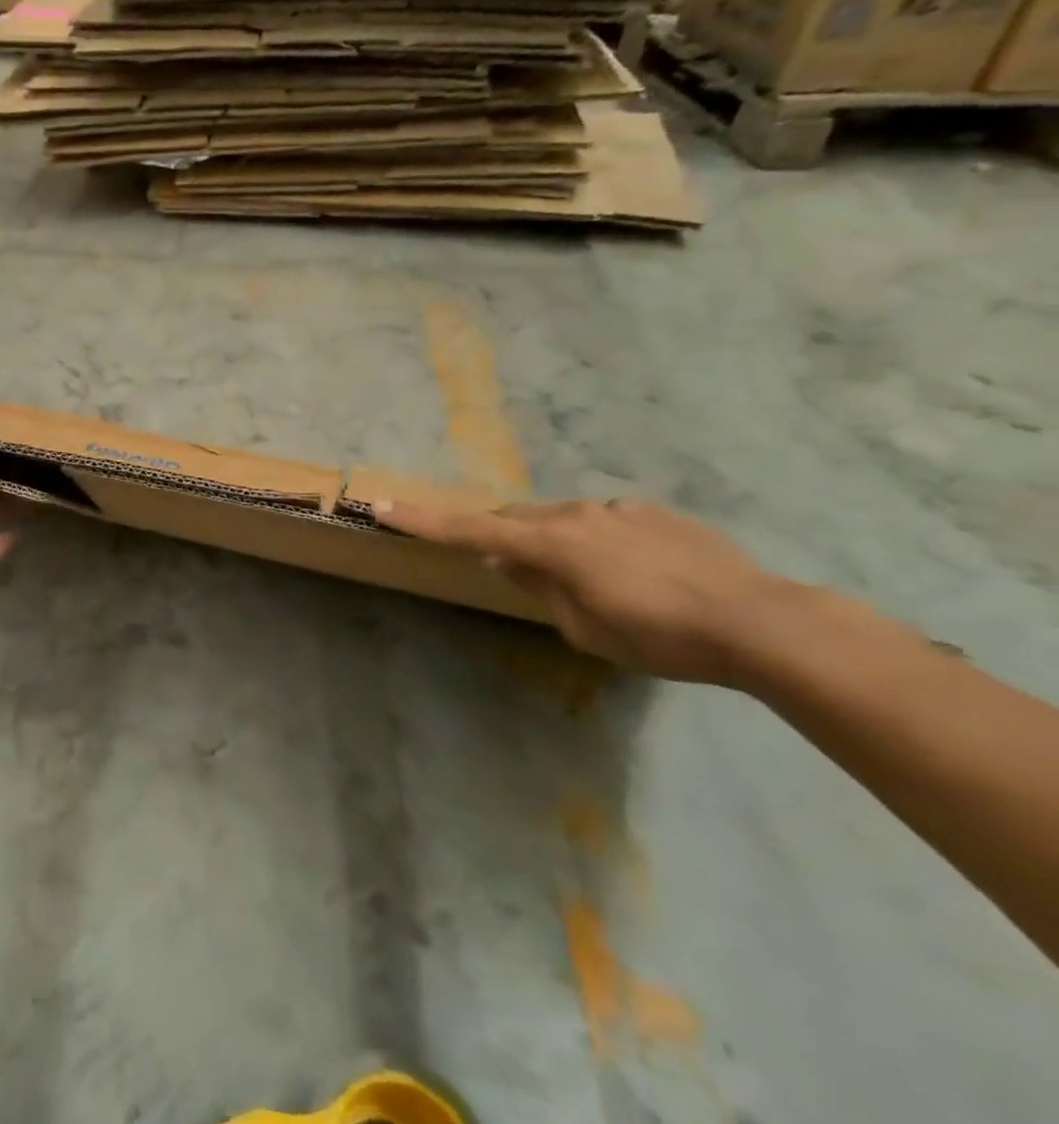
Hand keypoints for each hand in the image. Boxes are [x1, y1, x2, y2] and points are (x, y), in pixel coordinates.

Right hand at [374, 496, 816, 686]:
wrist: (761, 621)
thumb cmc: (661, 636)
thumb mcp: (586, 629)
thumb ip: (540, 589)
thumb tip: (511, 562)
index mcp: (553, 543)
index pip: (471, 530)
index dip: (423, 521)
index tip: (381, 507)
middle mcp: (577, 514)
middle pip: (517, 520)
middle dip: (502, 539)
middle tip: (509, 570)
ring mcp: (618, 509)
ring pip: (563, 520)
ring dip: (555, 543)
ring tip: (588, 583)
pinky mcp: (653, 513)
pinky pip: (604, 522)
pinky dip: (597, 542)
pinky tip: (634, 574)